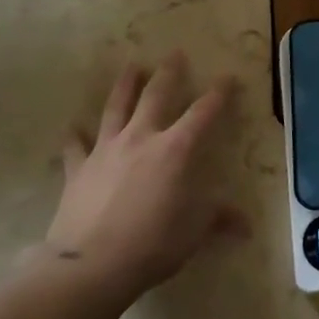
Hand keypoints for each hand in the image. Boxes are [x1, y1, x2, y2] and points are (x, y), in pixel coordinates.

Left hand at [43, 52, 242, 298]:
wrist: (90, 265)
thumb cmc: (152, 244)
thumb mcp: (194, 232)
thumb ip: (218, 219)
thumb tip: (246, 226)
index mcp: (176, 149)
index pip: (204, 112)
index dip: (219, 93)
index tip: (228, 78)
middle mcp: (142, 138)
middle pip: (156, 95)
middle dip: (169, 73)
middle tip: (174, 53)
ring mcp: (106, 150)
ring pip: (116, 107)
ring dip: (125, 85)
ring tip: (131, 66)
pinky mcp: (78, 168)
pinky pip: (76, 146)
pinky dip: (75, 135)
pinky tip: (72, 126)